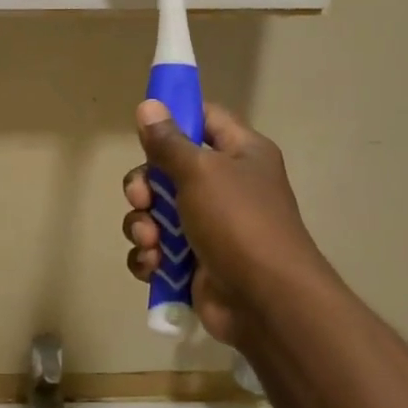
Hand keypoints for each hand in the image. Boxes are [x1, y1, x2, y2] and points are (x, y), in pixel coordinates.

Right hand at [122, 100, 328, 349]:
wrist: (266, 301)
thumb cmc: (239, 223)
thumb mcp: (201, 172)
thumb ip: (169, 142)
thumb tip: (148, 105)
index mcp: (240, 154)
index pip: (204, 119)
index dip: (174, 118)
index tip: (143, 127)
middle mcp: (226, 186)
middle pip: (168, 170)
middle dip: (145, 186)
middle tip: (141, 198)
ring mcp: (209, 227)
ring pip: (156, 213)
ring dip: (143, 226)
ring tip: (152, 242)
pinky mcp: (194, 263)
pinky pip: (157, 249)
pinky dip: (150, 256)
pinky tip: (153, 265)